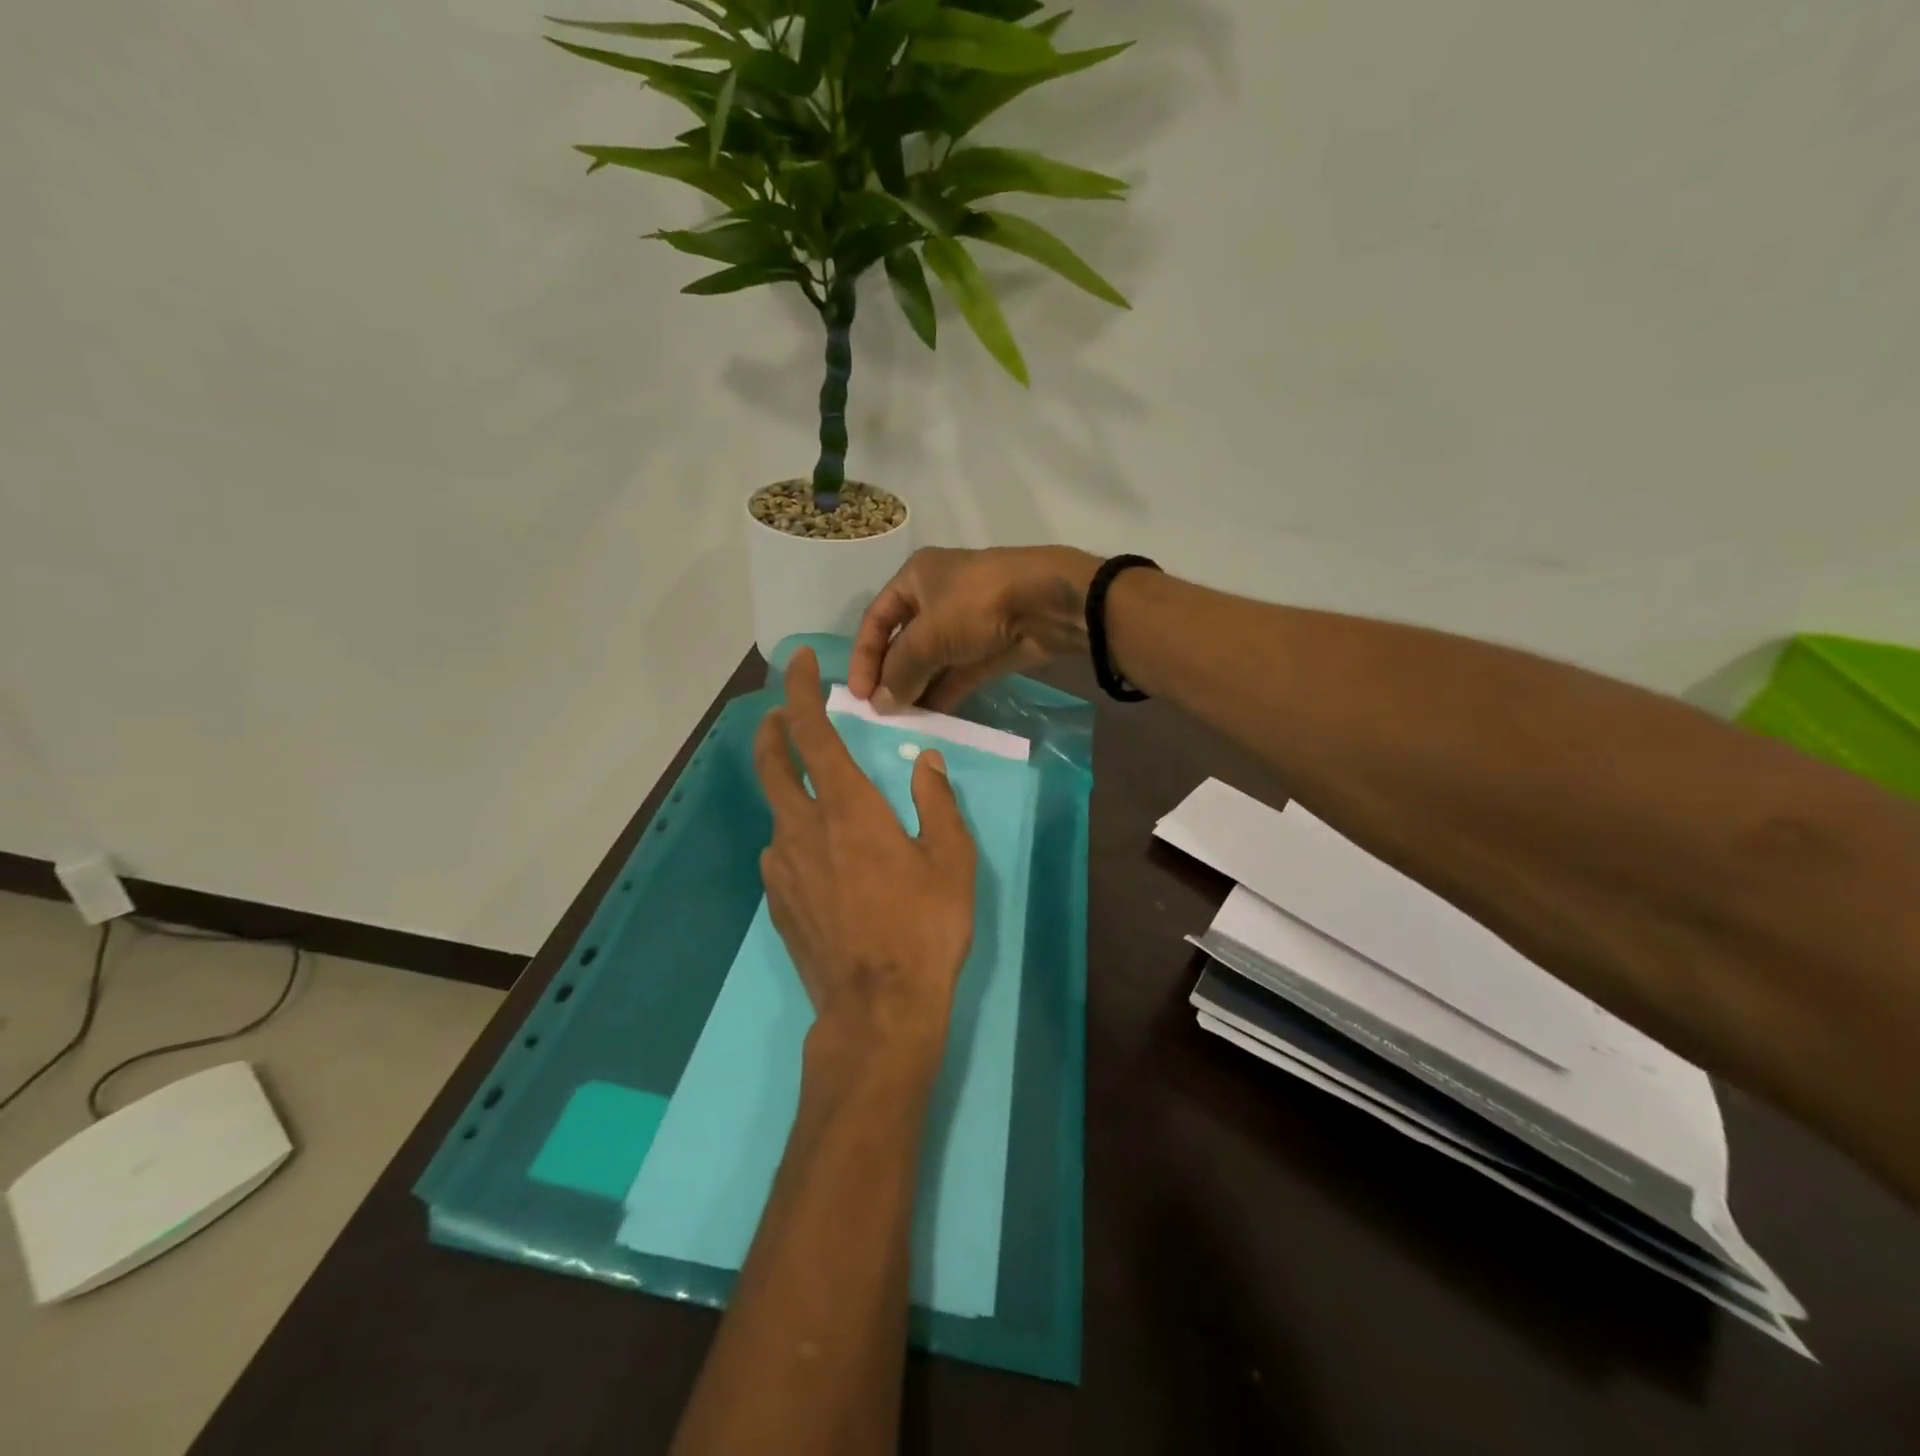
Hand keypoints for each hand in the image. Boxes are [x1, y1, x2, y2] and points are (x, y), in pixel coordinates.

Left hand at [754, 648, 978, 1062]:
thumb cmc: (924, 926)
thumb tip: (925, 762)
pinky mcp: (777, 903)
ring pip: (777, 813)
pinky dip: (794, 840)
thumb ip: (935, 802)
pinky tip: (821, 863)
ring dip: (789, 792)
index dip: (801, 691)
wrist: (878, 1009)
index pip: (812, 732)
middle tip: (782, 714)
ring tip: (817, 802)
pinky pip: (781, 855)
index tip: (797, 663)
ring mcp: (782, 868)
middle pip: (771, 764)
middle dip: (773, 729)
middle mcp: (802, 828)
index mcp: (847, 808)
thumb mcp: (951, 858)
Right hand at [849, 545, 1100, 712]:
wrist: (1048, 603)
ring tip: (902, 721)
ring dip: (916, 688)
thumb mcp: (928, 636)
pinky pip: (957, 673)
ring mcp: (966, 624)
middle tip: (880, 712)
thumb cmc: (976, 605)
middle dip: (891, 676)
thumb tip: (880, 704)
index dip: (864, 657)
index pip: (876, 620)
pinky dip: (943, 692)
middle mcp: (937, 597)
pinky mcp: (989, 648)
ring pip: (932, 660)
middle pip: (903, 642)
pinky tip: (930, 717)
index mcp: (915, 578)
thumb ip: (900, 671)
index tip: (859, 694)